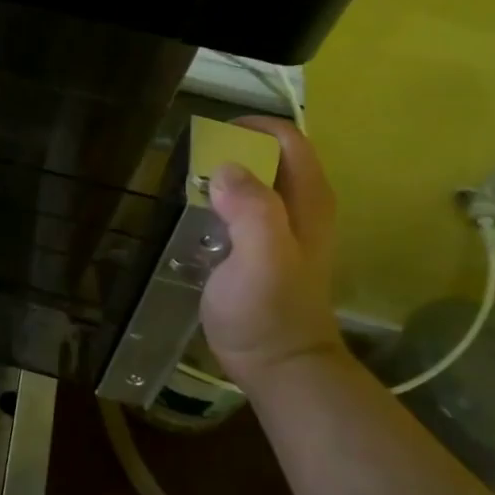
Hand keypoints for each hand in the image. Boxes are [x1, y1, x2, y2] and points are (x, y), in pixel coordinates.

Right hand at [198, 117, 349, 390]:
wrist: (279, 367)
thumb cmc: (269, 313)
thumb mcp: (262, 258)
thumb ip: (251, 210)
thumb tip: (224, 168)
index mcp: (308, 200)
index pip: (288, 138)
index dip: (251, 127)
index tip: (209, 136)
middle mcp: (301, 206)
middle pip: (270, 155)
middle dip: (232, 148)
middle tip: (190, 162)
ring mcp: (283, 228)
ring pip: (255, 181)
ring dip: (223, 175)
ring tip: (186, 185)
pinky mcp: (263, 248)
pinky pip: (242, 208)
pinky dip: (220, 201)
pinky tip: (195, 216)